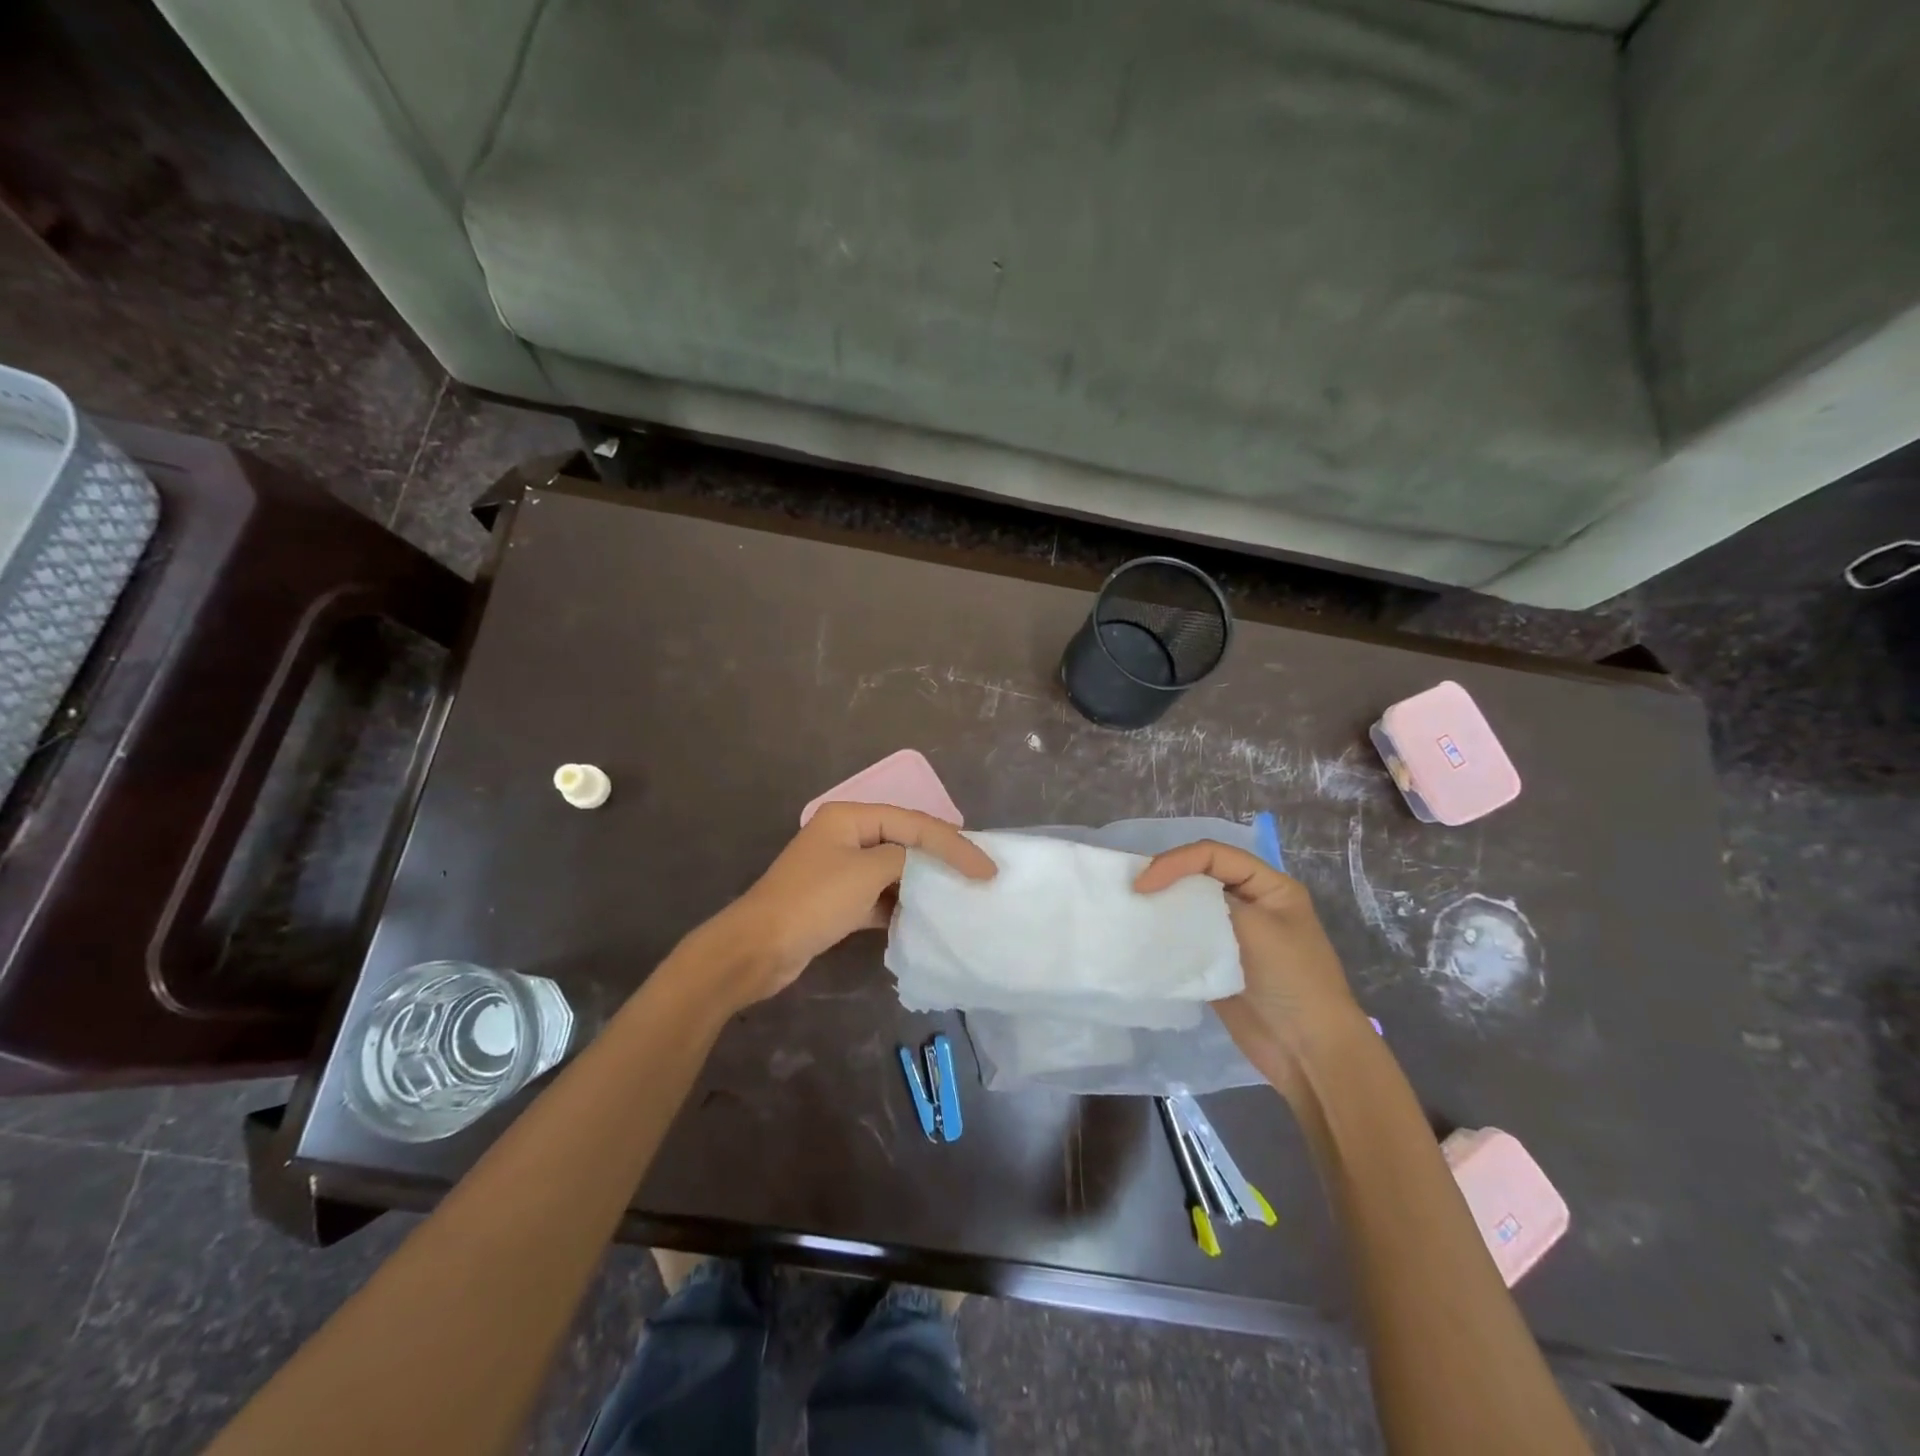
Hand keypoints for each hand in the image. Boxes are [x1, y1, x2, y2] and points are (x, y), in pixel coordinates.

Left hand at [706, 803, 996, 1005]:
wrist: (757, 949)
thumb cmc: (813, 902)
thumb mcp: (866, 872)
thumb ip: (905, 859)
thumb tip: (924, 867)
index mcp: (851, 817)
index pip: (914, 824)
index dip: (954, 844)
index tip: (987, 869)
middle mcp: (847, 835)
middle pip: (906, 842)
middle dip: (942, 858)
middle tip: (980, 874)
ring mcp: (841, 869)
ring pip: (895, 870)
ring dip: (923, 882)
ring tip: (960, 894)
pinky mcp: (839, 900)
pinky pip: (881, 895)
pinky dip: (902, 905)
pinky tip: (924, 918)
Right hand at [1134, 840, 1366, 1100]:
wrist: (1308, 1051)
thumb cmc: (1292, 980)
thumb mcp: (1256, 927)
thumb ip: (1210, 902)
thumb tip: (1164, 893)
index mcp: (1268, 886)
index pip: (1213, 855)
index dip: (1175, 861)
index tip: (1144, 884)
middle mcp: (1249, 903)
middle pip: (1199, 876)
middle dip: (1165, 878)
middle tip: (1131, 892)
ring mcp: (1232, 934)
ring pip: (1189, 906)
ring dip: (1162, 906)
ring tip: (1131, 911)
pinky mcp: (1216, 962)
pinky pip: (1185, 938)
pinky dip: (1165, 934)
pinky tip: (1144, 938)